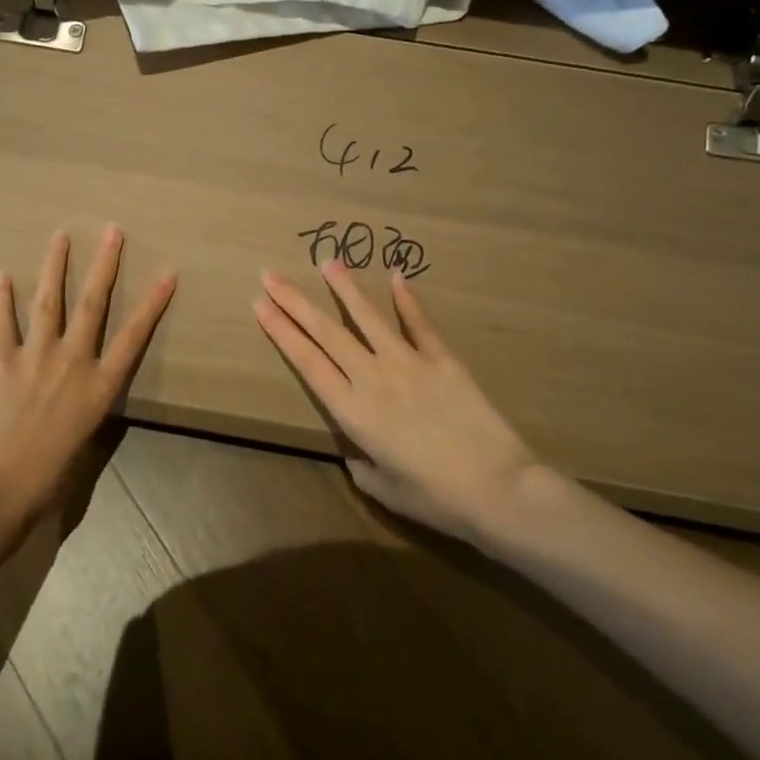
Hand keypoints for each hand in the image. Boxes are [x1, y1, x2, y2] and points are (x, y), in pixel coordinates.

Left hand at [0, 227, 176, 528]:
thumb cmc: (47, 476)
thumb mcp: (84, 441)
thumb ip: (86, 408)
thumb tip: (83, 392)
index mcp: (99, 386)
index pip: (133, 336)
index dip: (152, 303)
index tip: (167, 273)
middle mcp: (73, 362)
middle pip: (93, 303)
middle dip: (105, 264)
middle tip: (113, 231)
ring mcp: (36, 356)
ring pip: (49, 300)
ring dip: (55, 265)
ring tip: (60, 236)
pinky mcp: (1, 360)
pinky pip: (2, 321)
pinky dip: (1, 297)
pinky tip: (1, 274)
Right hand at [253, 262, 542, 539]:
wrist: (499, 489)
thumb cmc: (436, 498)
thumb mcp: (383, 488)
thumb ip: (361, 462)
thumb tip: (358, 448)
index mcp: (352, 411)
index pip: (307, 361)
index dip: (281, 331)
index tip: (260, 303)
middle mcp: (373, 377)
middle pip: (326, 332)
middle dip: (295, 301)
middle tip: (271, 274)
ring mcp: (409, 363)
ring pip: (368, 318)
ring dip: (345, 288)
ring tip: (328, 261)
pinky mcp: (443, 360)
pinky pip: (420, 324)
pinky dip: (407, 300)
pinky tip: (397, 277)